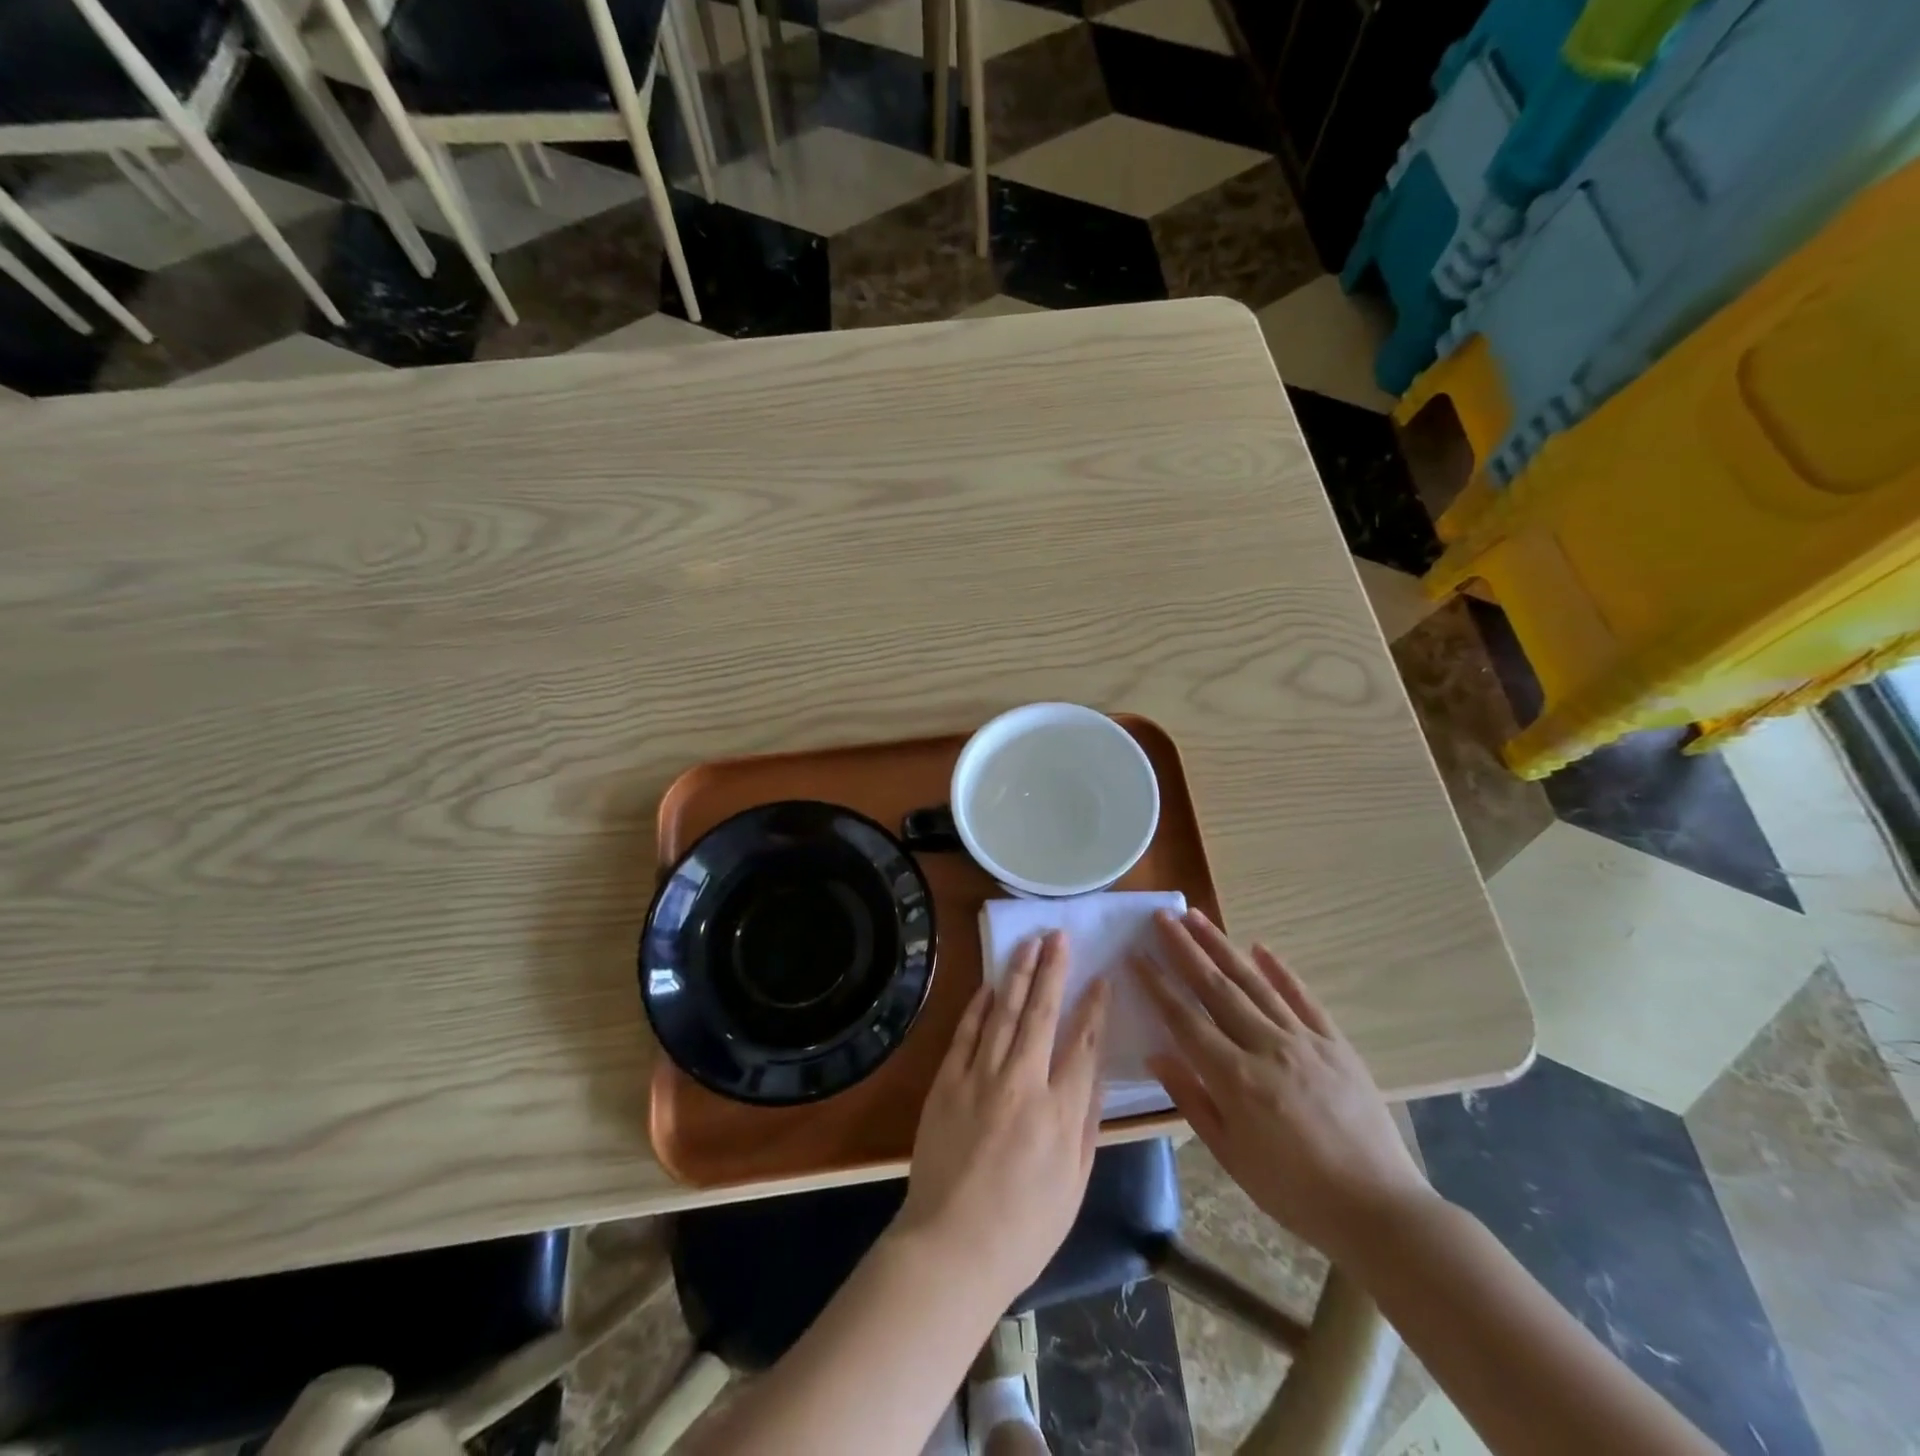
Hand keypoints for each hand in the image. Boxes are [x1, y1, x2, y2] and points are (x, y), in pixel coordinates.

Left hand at [893, 931, 1109, 1307]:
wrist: (952, 1247)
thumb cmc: (1024, 1228)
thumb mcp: (1075, 1185)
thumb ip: (1087, 1124)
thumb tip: (1095, 1073)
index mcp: (1060, 1112)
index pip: (1083, 1043)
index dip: (1094, 1006)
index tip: (1101, 976)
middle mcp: (1022, 1083)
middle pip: (1041, 1013)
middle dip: (1053, 970)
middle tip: (1059, 935)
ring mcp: (980, 1078)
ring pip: (1004, 1012)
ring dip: (1017, 973)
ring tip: (1029, 943)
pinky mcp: (947, 1082)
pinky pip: (966, 1033)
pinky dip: (979, 1005)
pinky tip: (990, 984)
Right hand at [1139, 908, 1432, 1261]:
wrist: (1379, 1211)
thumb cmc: (1294, 1192)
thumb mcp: (1231, 1156)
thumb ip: (1192, 1100)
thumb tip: (1156, 1055)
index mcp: (1235, 1079)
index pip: (1184, 1018)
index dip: (1157, 984)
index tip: (1136, 953)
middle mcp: (1266, 1048)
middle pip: (1216, 988)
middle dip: (1184, 949)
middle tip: (1162, 916)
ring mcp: (1304, 1041)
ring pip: (1254, 983)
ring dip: (1222, 946)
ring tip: (1197, 917)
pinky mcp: (1335, 1044)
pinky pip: (1303, 998)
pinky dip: (1280, 971)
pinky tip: (1260, 948)